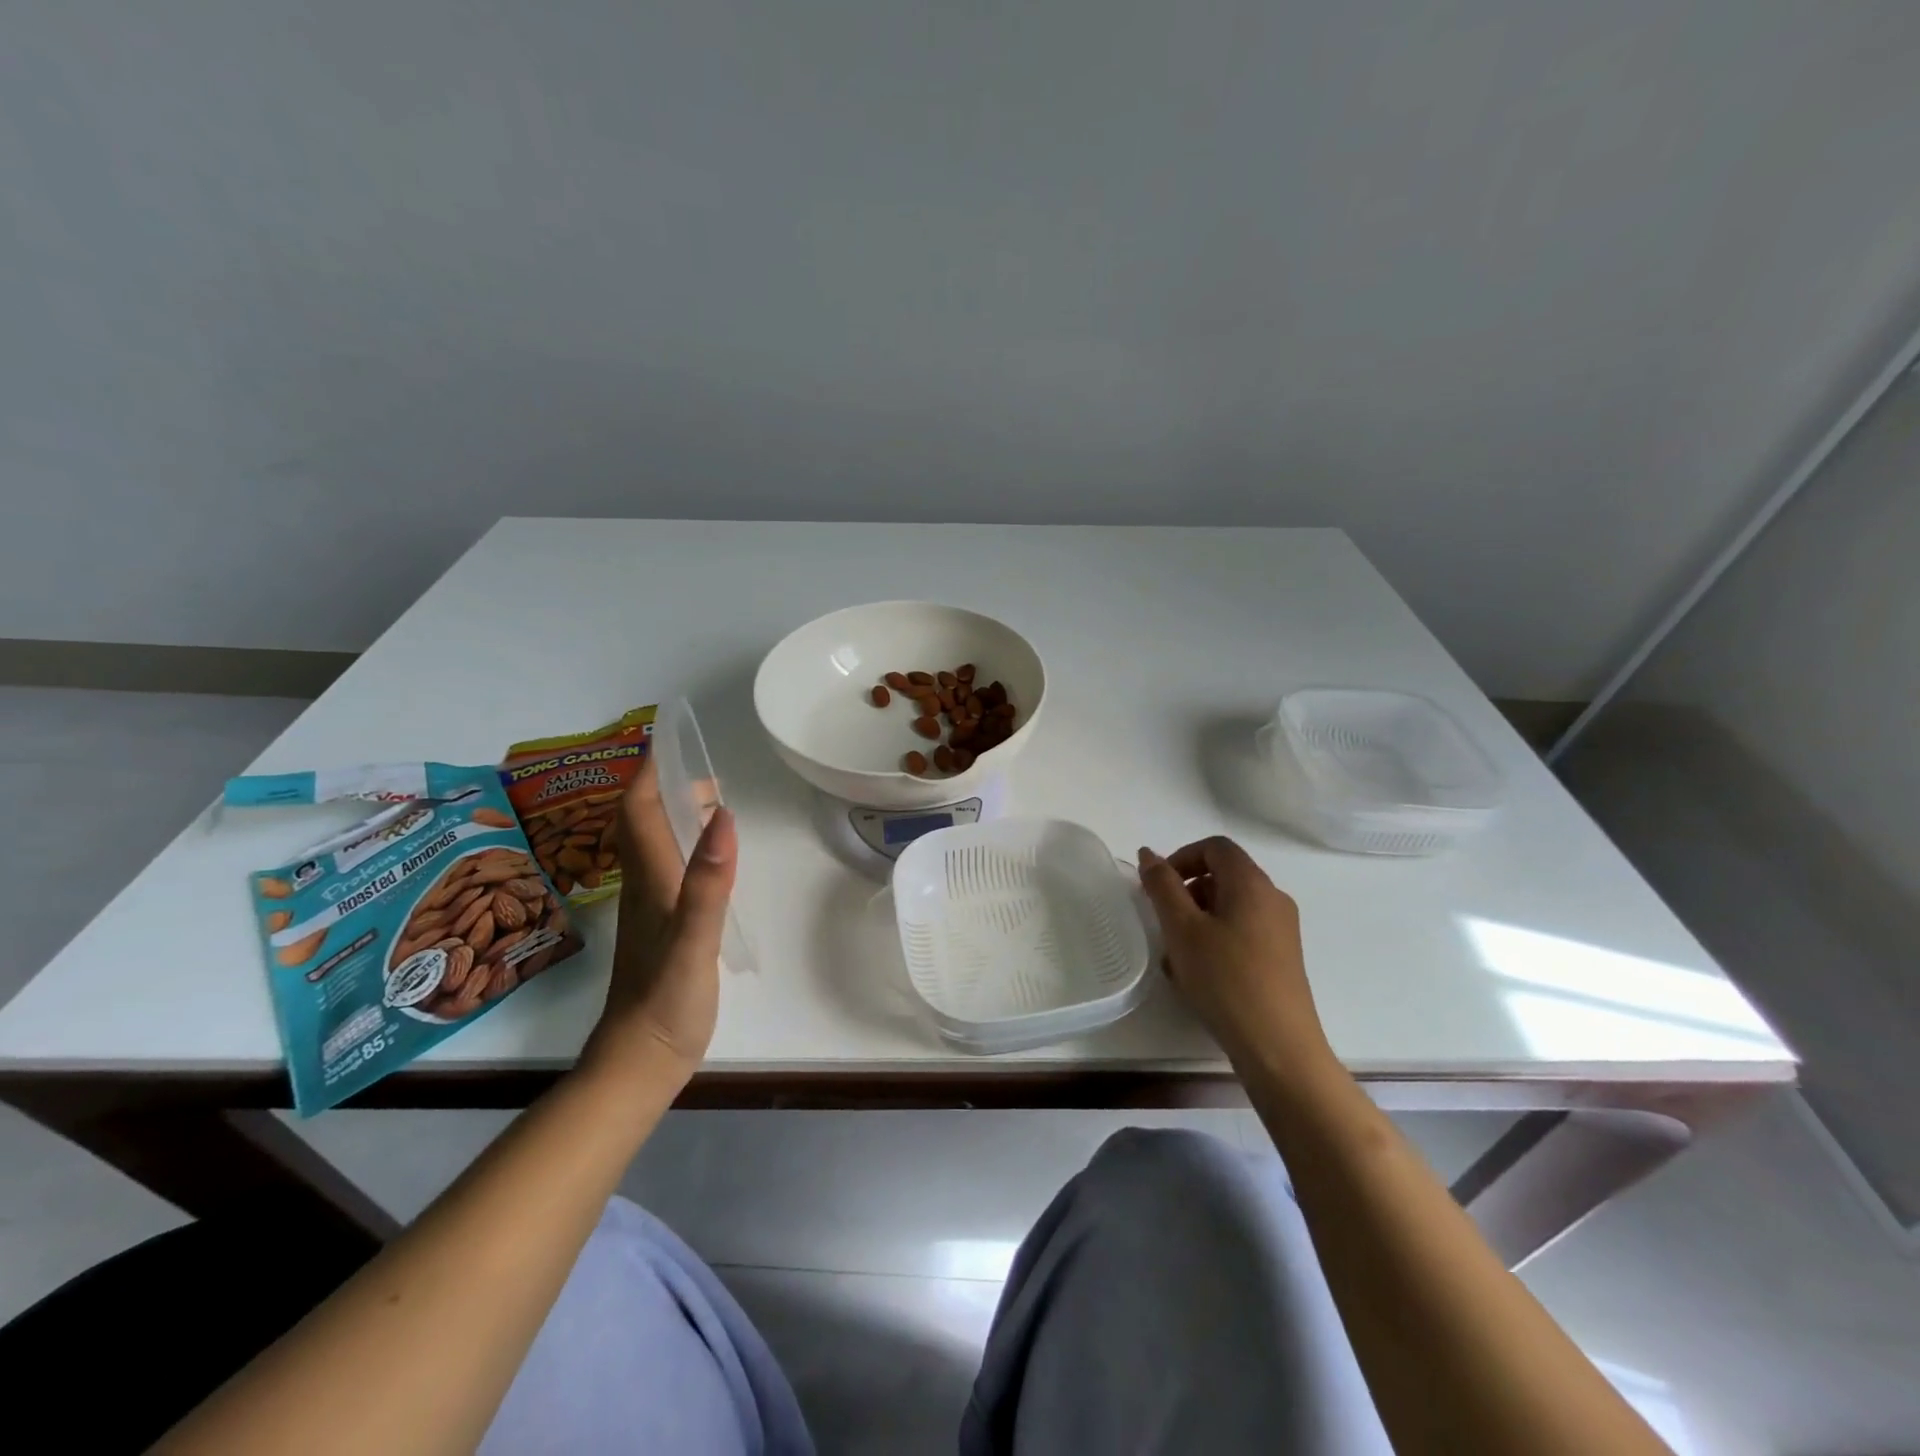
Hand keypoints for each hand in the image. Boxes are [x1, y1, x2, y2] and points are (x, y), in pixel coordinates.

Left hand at [584, 753, 736, 1083]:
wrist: (640, 1061)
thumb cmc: (666, 1001)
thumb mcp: (694, 941)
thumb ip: (708, 882)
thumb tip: (723, 815)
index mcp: (651, 880)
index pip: (639, 812)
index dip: (648, 773)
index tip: (664, 738)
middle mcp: (645, 886)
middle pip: (644, 823)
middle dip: (664, 786)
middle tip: (699, 767)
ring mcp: (651, 908)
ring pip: (655, 846)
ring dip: (673, 814)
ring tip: (708, 800)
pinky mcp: (662, 928)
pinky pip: (668, 870)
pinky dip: (684, 846)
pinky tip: (706, 858)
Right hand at [1137, 836, 1334, 1079]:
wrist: (1278, 1047)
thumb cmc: (1225, 980)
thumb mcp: (1182, 929)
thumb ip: (1162, 886)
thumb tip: (1148, 854)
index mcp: (1252, 883)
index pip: (1215, 847)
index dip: (1181, 857)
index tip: (1158, 887)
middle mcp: (1273, 899)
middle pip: (1224, 875)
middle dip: (1187, 891)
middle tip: (1164, 922)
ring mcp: (1282, 930)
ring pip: (1231, 906)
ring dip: (1198, 918)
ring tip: (1176, 954)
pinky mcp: (1282, 958)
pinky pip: (1242, 931)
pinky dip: (1216, 938)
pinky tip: (1198, 973)